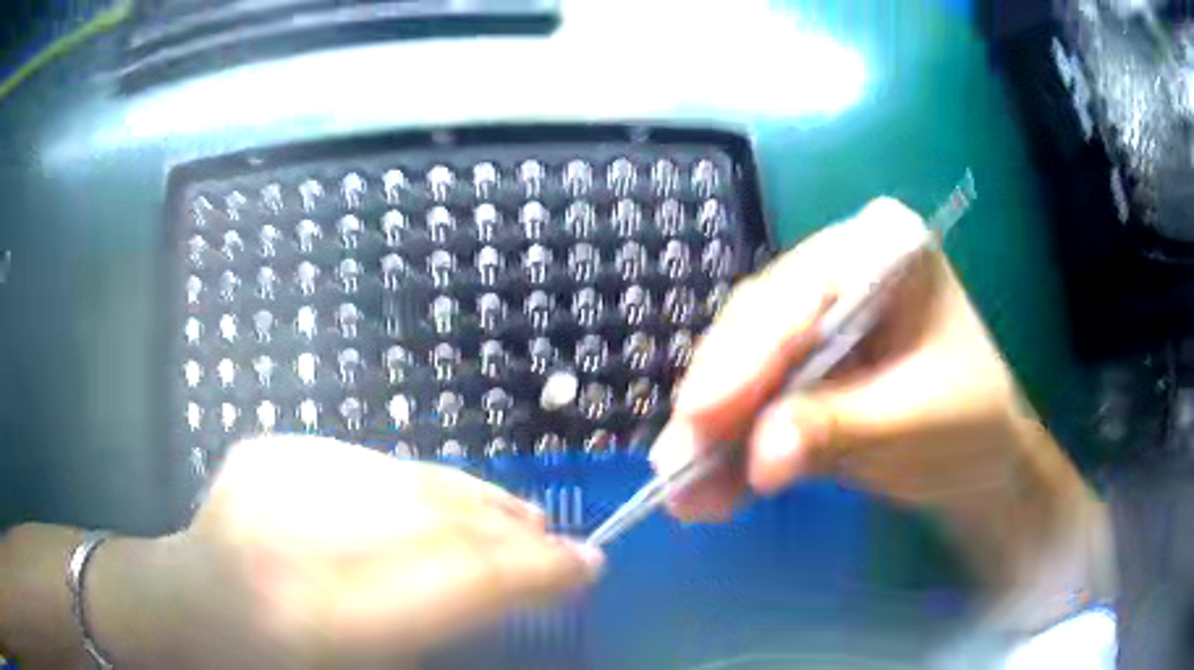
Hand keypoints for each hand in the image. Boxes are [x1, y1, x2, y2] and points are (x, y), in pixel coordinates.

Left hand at [135, 436, 602, 668]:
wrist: (189, 605)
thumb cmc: (277, 664)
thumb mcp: (367, 665)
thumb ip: (445, 629)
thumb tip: (527, 589)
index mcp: (323, 619)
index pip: (460, 578)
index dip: (535, 569)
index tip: (587, 564)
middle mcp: (300, 536)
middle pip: (439, 518)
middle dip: (510, 529)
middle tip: (556, 539)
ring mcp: (278, 477)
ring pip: (408, 477)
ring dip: (470, 500)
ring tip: (511, 515)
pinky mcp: (269, 449)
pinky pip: (367, 463)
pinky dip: (414, 484)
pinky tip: (432, 501)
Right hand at [650, 199, 1102, 605]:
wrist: (982, 456)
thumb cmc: (969, 423)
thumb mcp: (912, 423)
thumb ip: (834, 430)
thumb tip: (759, 457)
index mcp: (882, 248)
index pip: (799, 294)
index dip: (746, 356)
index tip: (701, 417)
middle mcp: (839, 266)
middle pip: (758, 325)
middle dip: (718, 401)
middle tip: (677, 464)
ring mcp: (817, 313)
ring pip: (743, 365)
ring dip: (713, 433)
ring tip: (685, 490)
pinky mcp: (803, 361)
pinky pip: (752, 397)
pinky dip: (730, 445)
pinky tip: (710, 485)